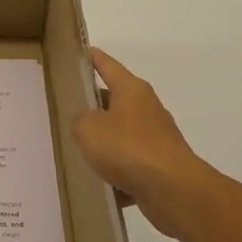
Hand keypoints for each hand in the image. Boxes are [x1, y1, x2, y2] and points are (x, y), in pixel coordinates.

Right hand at [73, 49, 215, 241]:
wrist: (173, 190)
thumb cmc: (128, 148)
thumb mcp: (88, 129)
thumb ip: (79, 121)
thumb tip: (87, 125)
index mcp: (131, 89)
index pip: (107, 65)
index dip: (92, 58)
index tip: (80, 52)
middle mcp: (146, 108)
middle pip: (114, 99)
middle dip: (93, 105)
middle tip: (67, 108)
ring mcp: (156, 137)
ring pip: (122, 134)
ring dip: (104, 141)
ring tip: (78, 149)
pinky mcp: (160, 165)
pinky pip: (131, 163)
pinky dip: (117, 172)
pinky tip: (100, 184)